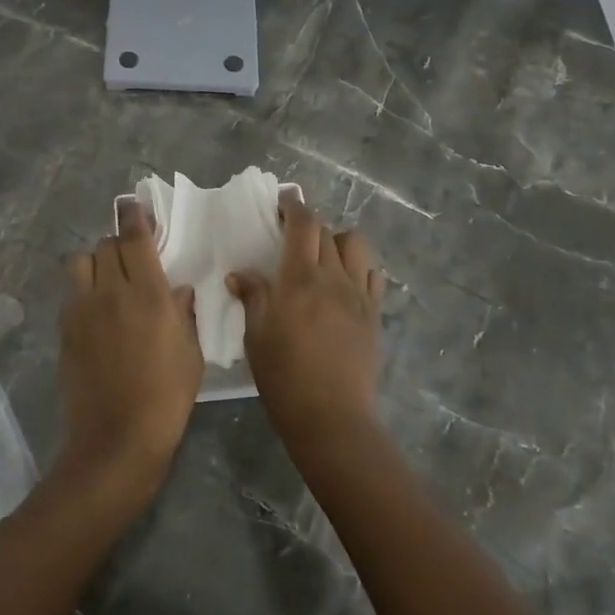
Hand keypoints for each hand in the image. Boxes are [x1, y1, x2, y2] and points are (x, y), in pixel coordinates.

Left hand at [56, 201, 205, 502]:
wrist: (116, 439)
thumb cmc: (166, 397)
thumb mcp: (191, 353)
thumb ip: (184, 314)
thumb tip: (178, 290)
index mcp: (148, 294)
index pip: (135, 238)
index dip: (133, 215)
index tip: (132, 203)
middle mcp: (110, 292)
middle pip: (105, 245)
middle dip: (119, 242)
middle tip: (132, 255)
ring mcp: (82, 310)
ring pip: (81, 262)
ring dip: (95, 261)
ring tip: (109, 279)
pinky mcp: (65, 329)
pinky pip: (73, 293)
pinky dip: (85, 289)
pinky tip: (98, 311)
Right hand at [227, 197, 385, 459]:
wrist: (330, 415)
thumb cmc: (283, 375)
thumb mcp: (256, 335)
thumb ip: (252, 296)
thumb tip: (240, 274)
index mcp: (300, 278)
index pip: (303, 225)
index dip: (294, 205)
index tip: (284, 199)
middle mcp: (333, 277)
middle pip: (327, 231)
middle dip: (309, 224)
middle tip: (292, 234)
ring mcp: (359, 295)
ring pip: (356, 245)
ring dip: (338, 240)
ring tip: (323, 256)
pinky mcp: (374, 314)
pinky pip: (373, 275)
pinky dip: (359, 267)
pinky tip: (345, 282)